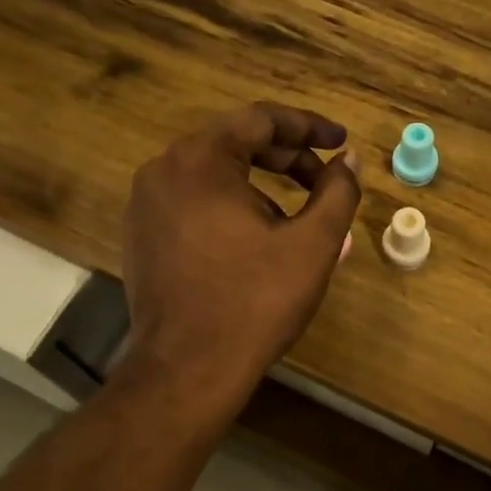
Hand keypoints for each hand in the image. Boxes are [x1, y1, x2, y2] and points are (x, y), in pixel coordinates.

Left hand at [118, 101, 361, 407]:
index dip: (309, 126)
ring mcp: (145, 203)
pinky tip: (258, 237)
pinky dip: (231, 204)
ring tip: (298, 216)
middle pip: (236, 142)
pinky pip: (194, 200)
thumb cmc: (254, 302)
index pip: (262, 119)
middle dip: (288, 157)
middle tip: (326, 179)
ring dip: (261, 182)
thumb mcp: (312, 244)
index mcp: (201, 160)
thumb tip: (349, 161)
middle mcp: (164, 169)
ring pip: (214, 173)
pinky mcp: (141, 234)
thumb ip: (337, 192)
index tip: (341, 141)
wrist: (186, 370)